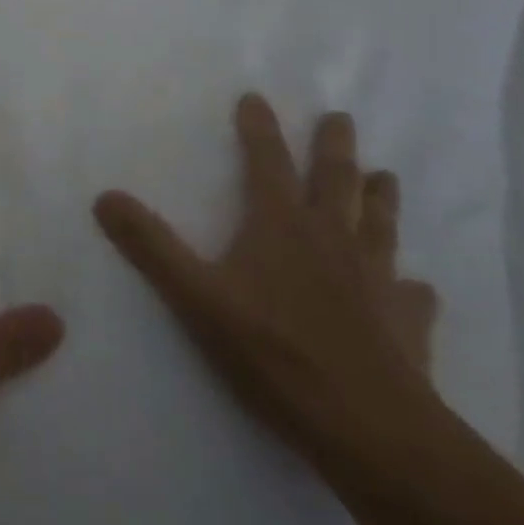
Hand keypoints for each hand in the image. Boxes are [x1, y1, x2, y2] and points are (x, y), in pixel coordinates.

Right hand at [93, 93, 438, 454]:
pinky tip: (419, 287)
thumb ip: (151, 245)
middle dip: (334, 145)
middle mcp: (332, 239)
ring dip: (380, 198)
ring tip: (386, 176)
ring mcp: (375, 279)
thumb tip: (104, 196)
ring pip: (379, 225)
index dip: (259, 128)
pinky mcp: (406, 324)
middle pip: (336, 180)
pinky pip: (413, 297)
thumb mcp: (196, 297)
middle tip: (341, 116)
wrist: (369, 428)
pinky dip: (413, 287)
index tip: (256, 97)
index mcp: (281, 224)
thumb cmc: (274, 352)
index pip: (267, 161)